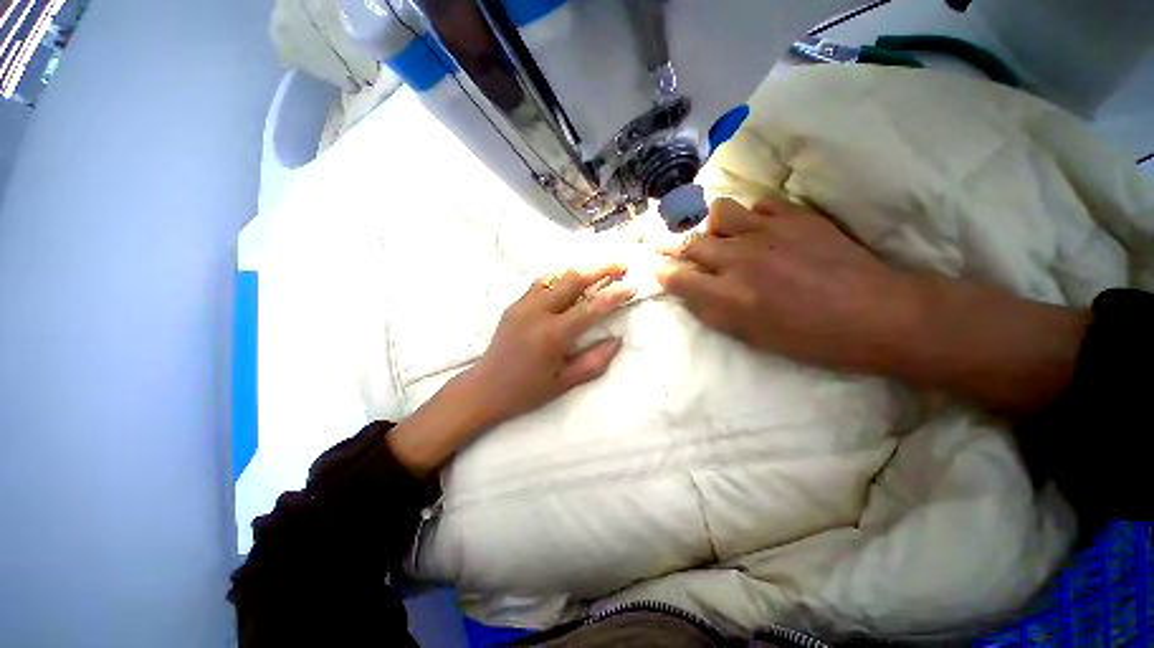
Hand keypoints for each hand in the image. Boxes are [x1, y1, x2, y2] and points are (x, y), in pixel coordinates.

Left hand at [469, 263, 636, 422]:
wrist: (485, 388)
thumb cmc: (527, 391)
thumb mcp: (564, 383)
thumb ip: (594, 362)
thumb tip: (616, 340)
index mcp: (552, 336)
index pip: (590, 308)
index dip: (613, 295)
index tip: (631, 287)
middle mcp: (537, 313)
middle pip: (572, 280)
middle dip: (600, 269)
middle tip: (620, 263)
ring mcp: (522, 305)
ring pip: (556, 276)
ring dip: (581, 269)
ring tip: (600, 266)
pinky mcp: (514, 304)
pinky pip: (541, 282)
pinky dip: (561, 275)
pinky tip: (572, 276)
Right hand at [656, 197, 915, 372]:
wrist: (875, 314)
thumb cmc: (809, 337)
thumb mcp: (750, 336)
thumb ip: (712, 311)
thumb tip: (688, 292)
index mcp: (728, 295)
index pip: (676, 276)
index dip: (662, 272)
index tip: (658, 270)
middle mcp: (739, 258)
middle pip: (689, 242)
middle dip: (671, 245)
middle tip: (668, 247)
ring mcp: (767, 232)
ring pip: (719, 212)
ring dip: (712, 225)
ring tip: (720, 235)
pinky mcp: (795, 216)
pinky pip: (760, 204)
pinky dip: (752, 215)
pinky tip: (760, 228)